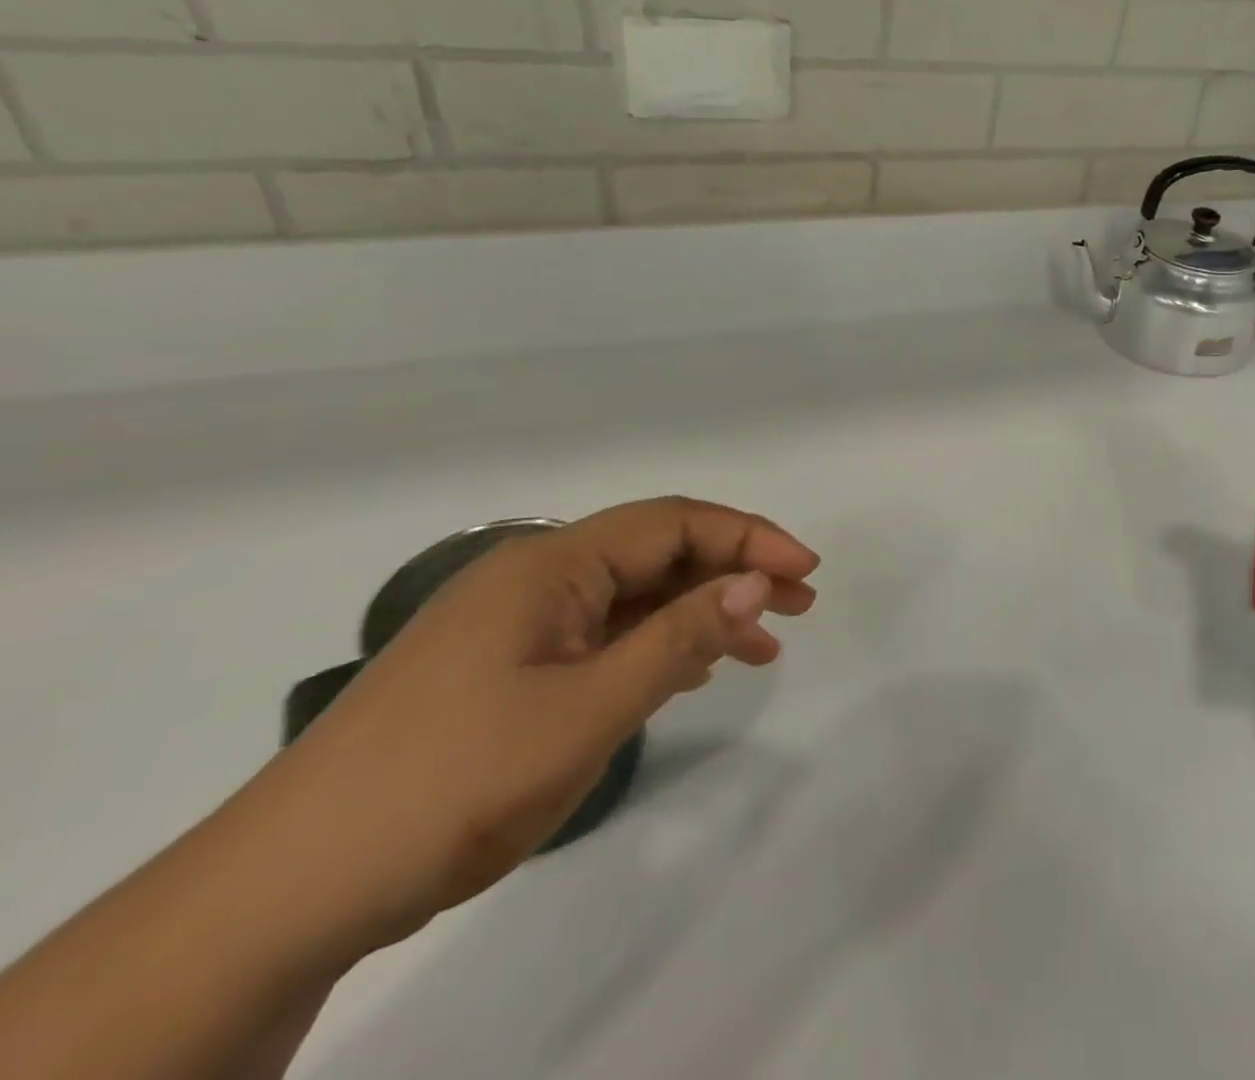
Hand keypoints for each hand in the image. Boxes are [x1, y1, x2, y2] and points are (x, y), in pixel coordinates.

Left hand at [255, 497, 818, 951]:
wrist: (290, 890)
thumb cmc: (452, 781)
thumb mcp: (586, 710)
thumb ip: (678, 638)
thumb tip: (754, 582)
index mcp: (550, 563)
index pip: (672, 523)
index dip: (748, 537)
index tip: (806, 570)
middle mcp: (537, 575)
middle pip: (657, 553)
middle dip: (733, 571)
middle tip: (799, 603)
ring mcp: (520, 623)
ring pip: (634, 597)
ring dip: (701, 611)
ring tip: (763, 645)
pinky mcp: (509, 667)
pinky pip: (604, 635)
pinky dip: (658, 645)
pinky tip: (692, 669)